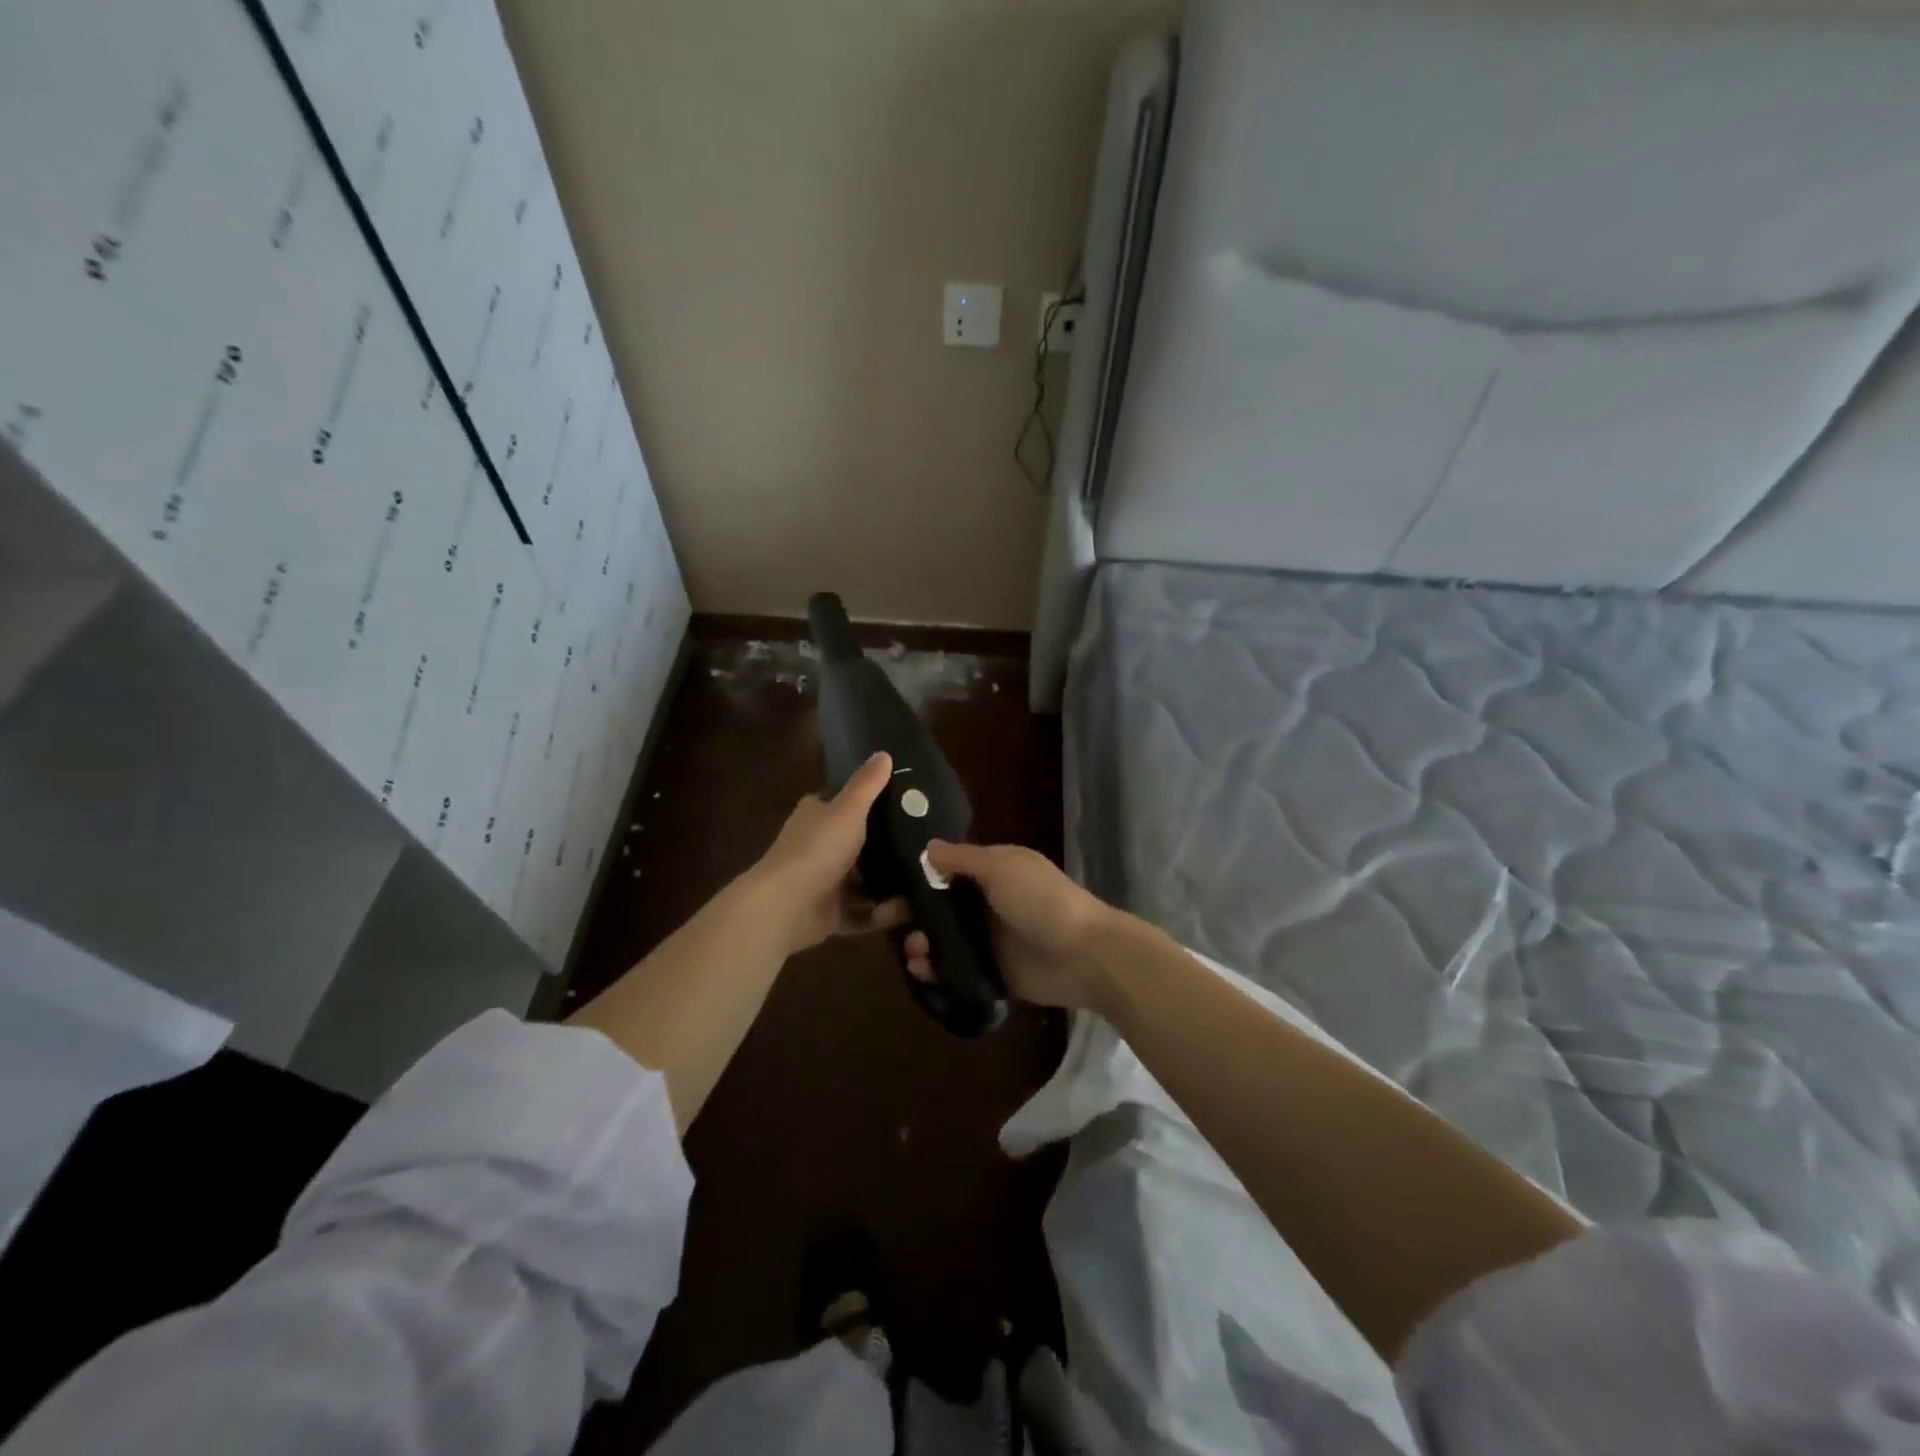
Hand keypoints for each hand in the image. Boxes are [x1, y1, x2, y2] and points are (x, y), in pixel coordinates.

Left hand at [746, 751, 908, 954]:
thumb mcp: (848, 809)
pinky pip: (861, 913)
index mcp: (815, 816)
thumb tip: (884, 753)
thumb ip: (867, 784)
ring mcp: (822, 882)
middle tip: (923, 845)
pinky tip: (908, 909)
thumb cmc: (817, 848)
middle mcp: (817, 846)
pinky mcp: (828, 914)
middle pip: (855, 843)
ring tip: (923, 879)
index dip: (868, 802)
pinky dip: (881, 913)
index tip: (903, 806)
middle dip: (885, 847)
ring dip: (887, 884)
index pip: (842, 803)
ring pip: (861, 881)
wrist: (786, 905)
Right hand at [902, 841, 1126, 1011]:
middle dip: (913, 912)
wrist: (1084, 955)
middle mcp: (988, 901)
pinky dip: (937, 970)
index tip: (887, 885)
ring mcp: (990, 938)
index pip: (948, 868)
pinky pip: (957, 968)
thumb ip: (962, 859)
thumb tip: (927, 846)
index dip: (919, 875)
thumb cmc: (1042, 900)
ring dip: (923, 943)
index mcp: (994, 870)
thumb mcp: (1002, 868)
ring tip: (913, 953)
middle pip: (941, 905)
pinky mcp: (993, 970)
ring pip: (945, 939)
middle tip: (884, 921)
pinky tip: (923, 972)